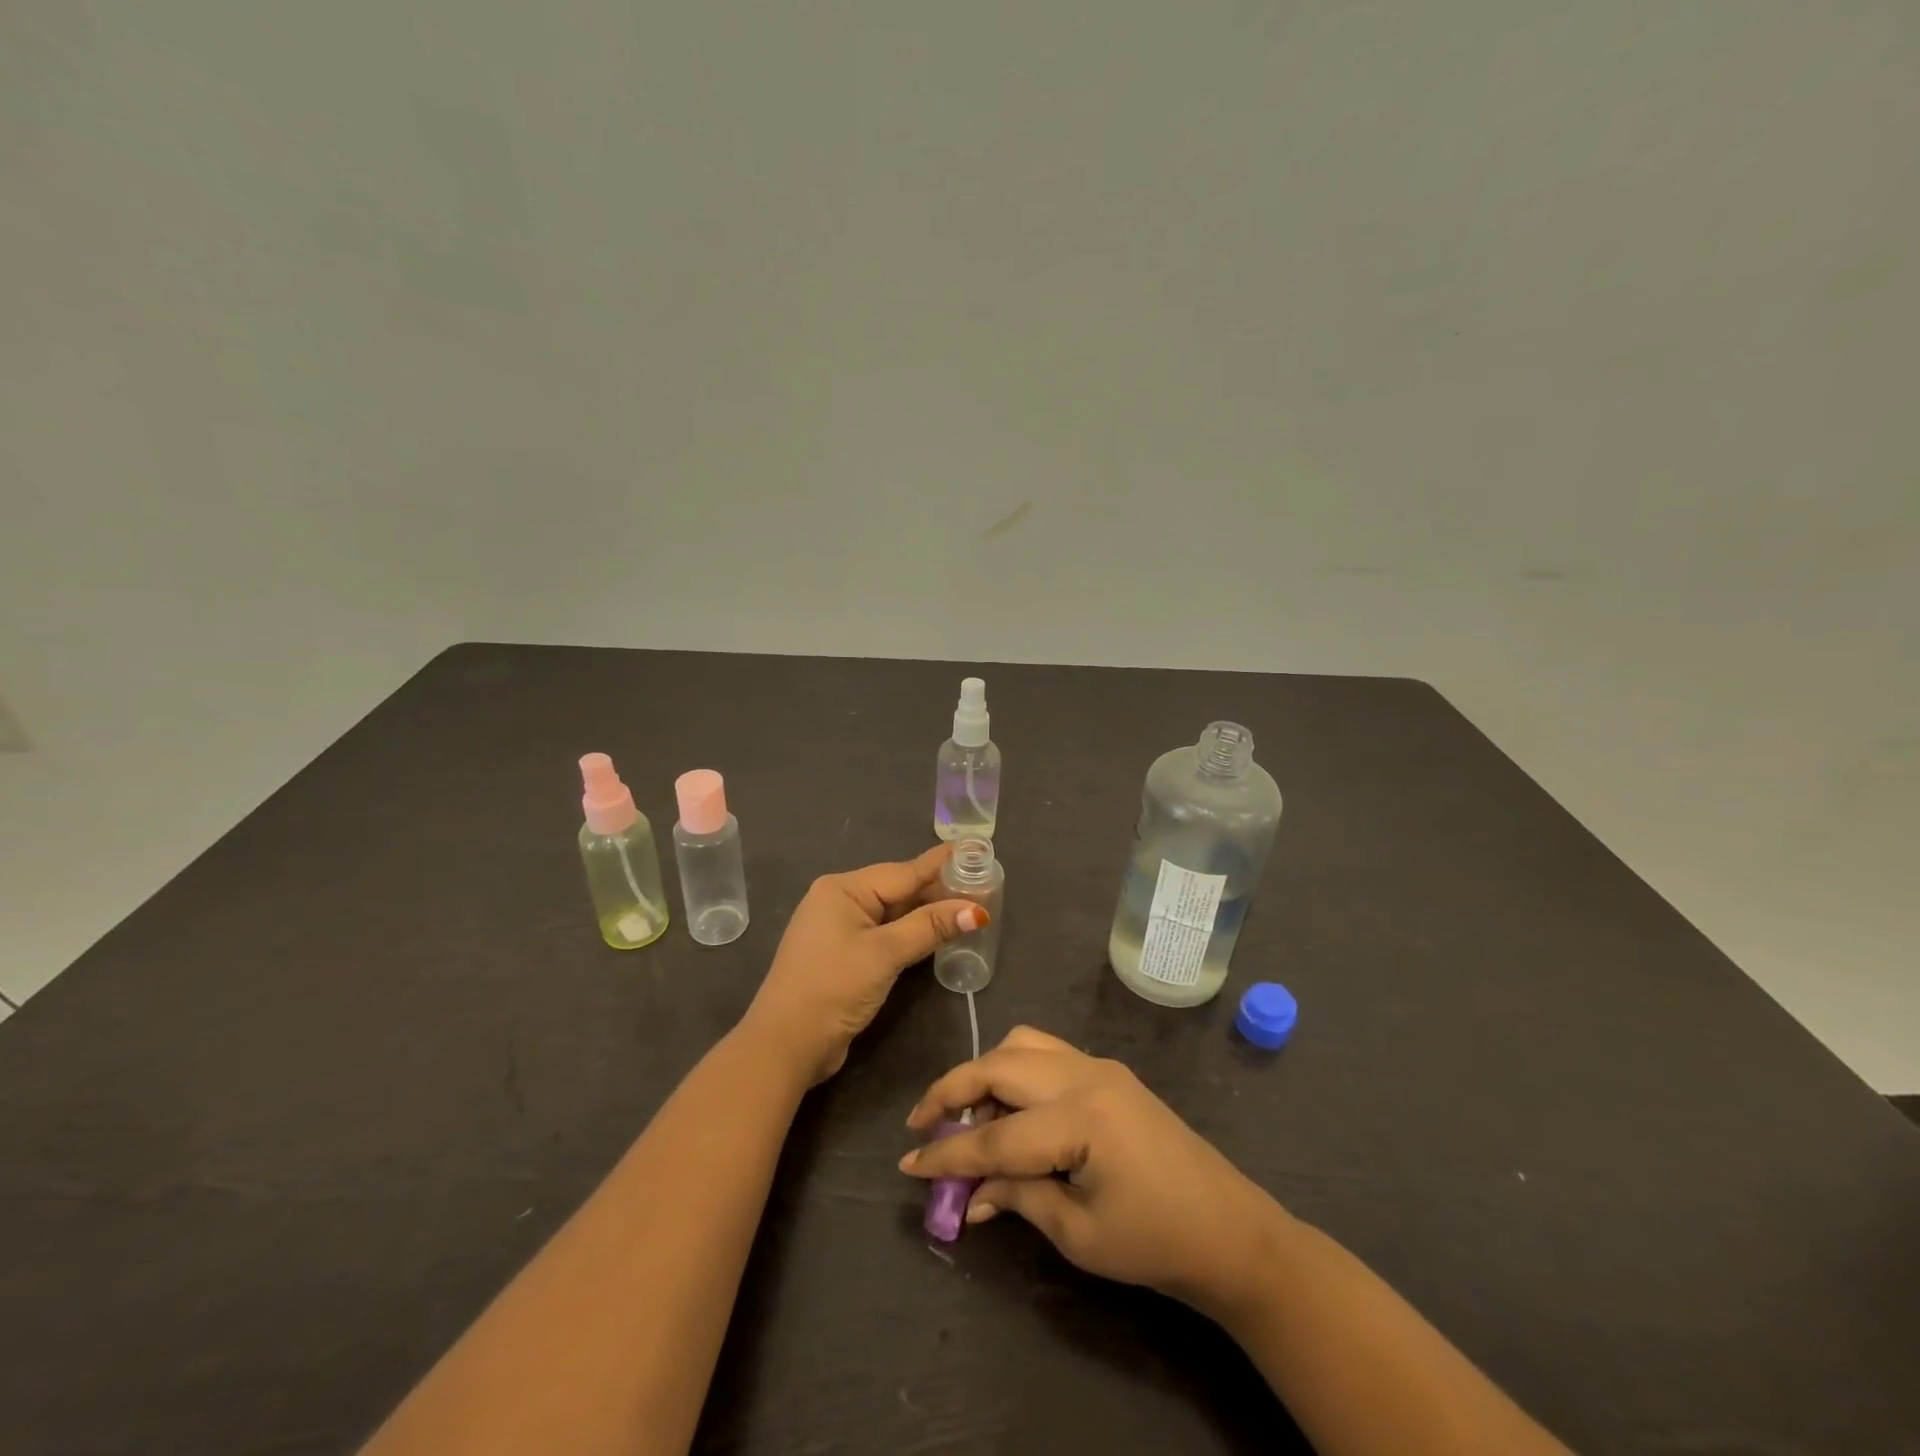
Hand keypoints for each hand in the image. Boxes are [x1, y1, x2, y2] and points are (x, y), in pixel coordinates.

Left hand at [744, 845, 984, 1085]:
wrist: (786, 1044)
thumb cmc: (833, 987)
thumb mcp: (885, 953)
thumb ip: (929, 927)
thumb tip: (976, 910)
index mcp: (843, 889)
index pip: (903, 872)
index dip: (941, 865)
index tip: (974, 850)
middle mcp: (840, 901)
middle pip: (898, 890)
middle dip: (938, 889)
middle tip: (982, 882)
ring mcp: (840, 930)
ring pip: (893, 913)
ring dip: (927, 913)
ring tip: (968, 904)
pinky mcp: (845, 956)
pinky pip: (885, 934)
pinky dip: (911, 933)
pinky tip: (937, 932)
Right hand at [900, 1027, 1290, 1317]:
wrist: (1229, 1229)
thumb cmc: (1155, 1242)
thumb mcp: (1078, 1233)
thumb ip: (1017, 1198)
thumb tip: (968, 1192)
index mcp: (1081, 1118)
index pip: (996, 1137)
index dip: (948, 1156)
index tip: (907, 1166)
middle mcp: (1086, 1075)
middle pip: (1000, 1065)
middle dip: (954, 1090)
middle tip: (924, 1124)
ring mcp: (1099, 1066)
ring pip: (1022, 1044)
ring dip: (985, 1071)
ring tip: (967, 1113)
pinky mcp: (1108, 1071)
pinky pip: (1046, 1052)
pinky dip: (1015, 1070)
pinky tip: (1010, 1107)